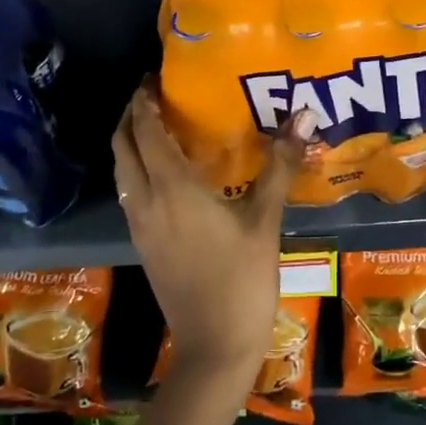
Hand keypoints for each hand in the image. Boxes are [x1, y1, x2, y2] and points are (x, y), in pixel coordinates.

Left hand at [113, 85, 308, 375]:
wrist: (215, 346)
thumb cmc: (243, 279)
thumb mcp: (265, 220)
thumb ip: (280, 165)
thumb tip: (303, 116)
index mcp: (172, 189)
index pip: (146, 132)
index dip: (144, 102)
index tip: (152, 78)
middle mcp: (146, 202)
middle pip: (122, 148)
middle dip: (130, 117)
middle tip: (151, 96)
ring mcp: (140, 226)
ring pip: (122, 172)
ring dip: (130, 143)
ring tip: (156, 126)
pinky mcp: (143, 245)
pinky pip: (130, 194)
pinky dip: (136, 170)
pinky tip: (164, 173)